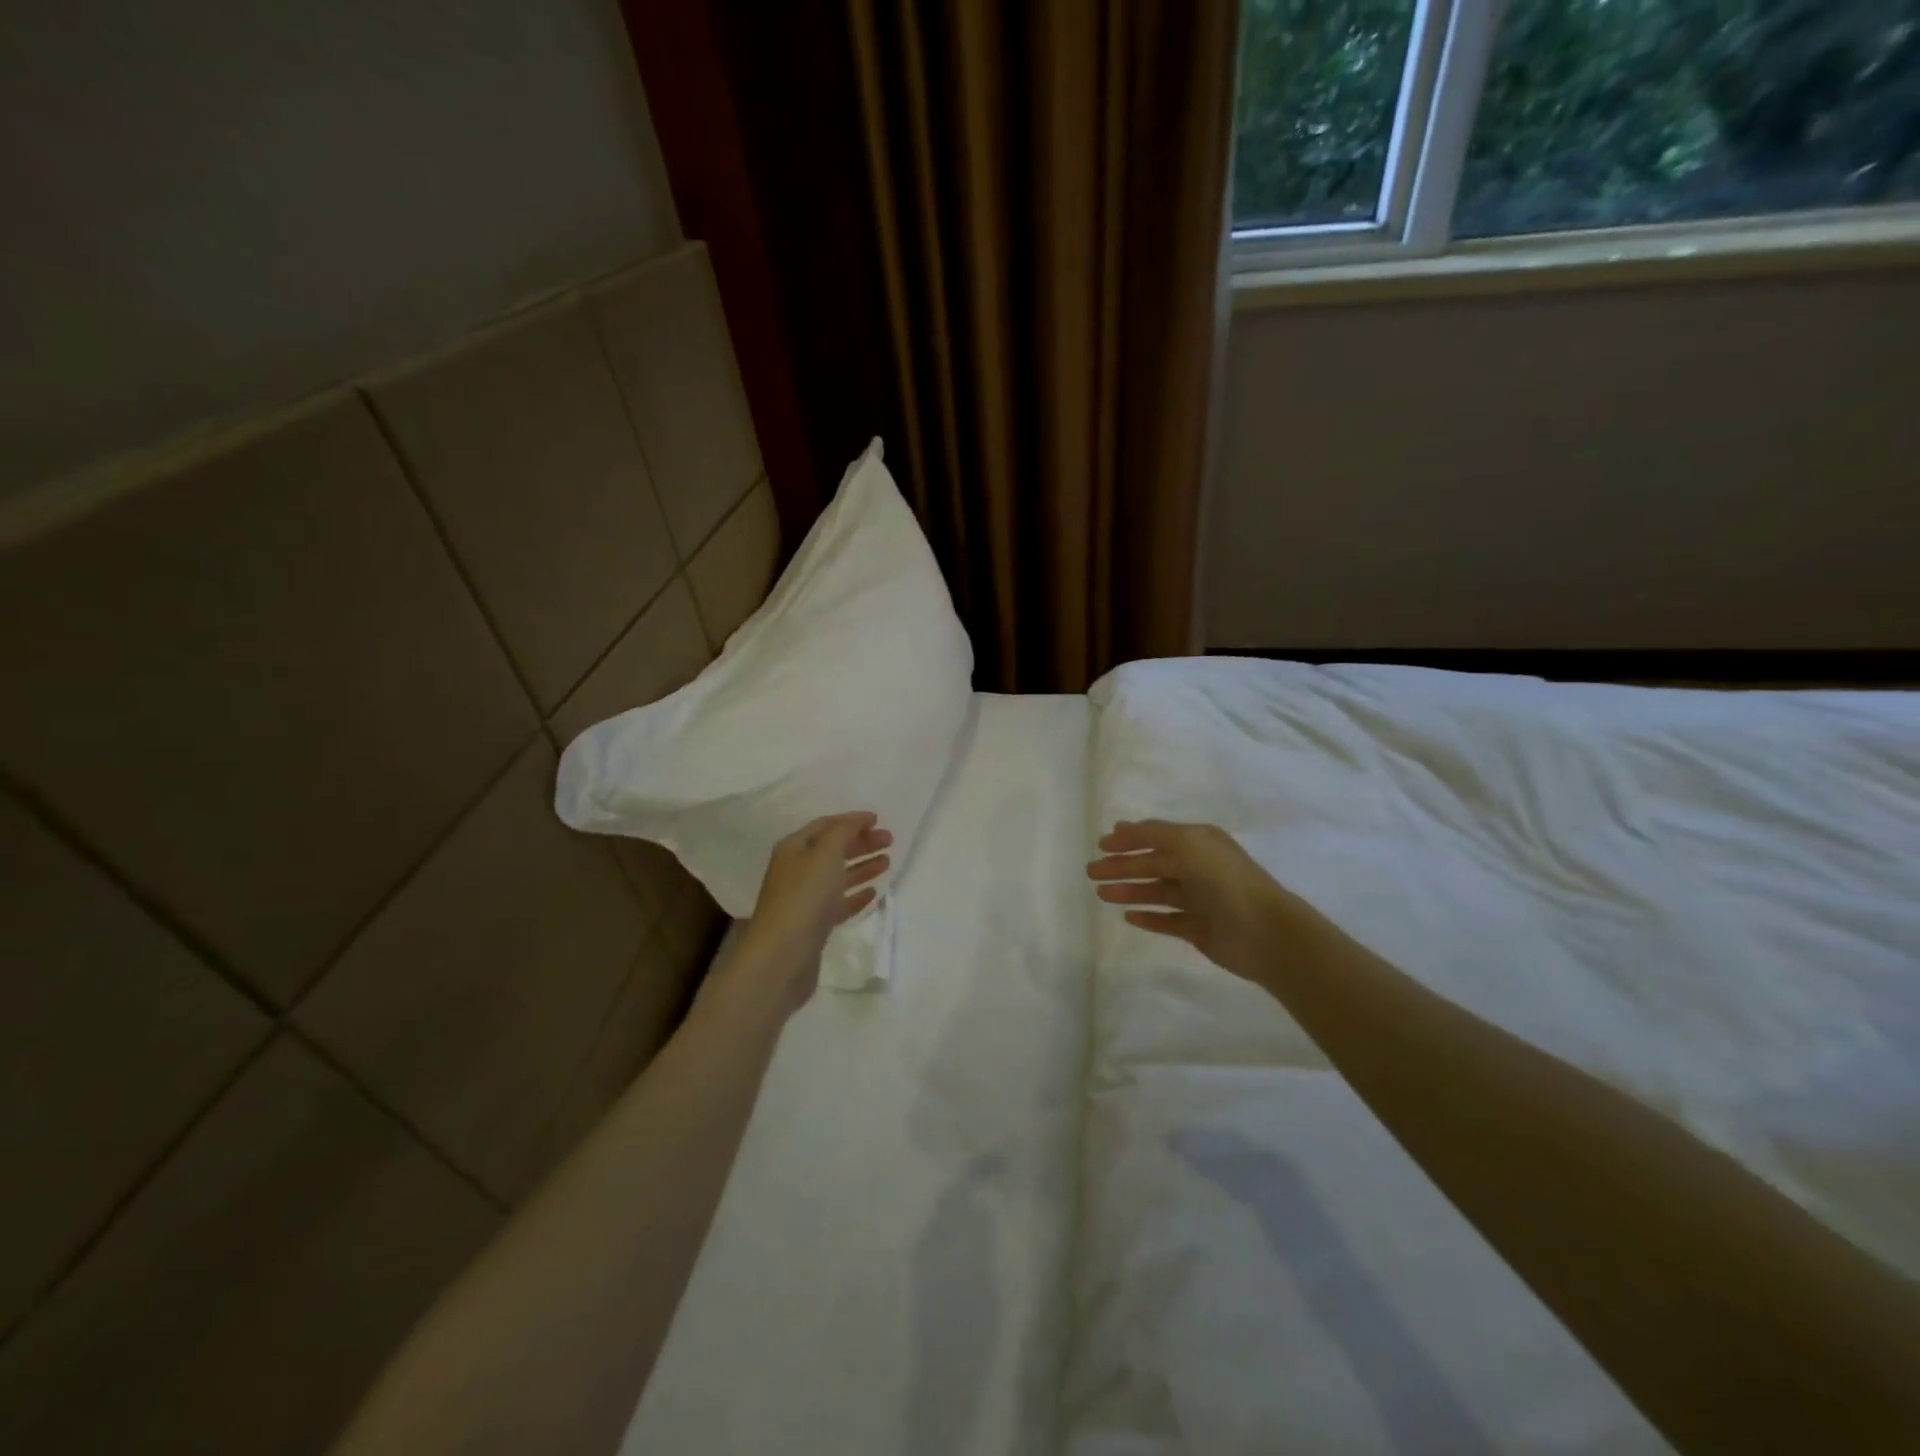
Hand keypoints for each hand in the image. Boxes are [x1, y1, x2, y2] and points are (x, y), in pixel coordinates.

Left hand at [732, 812, 891, 1013]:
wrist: (782, 957)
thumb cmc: (804, 898)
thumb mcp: (825, 854)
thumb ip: (843, 832)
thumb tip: (858, 821)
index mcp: (794, 849)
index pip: (825, 826)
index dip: (851, 820)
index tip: (878, 820)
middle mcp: (796, 870)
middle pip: (832, 850)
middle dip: (861, 843)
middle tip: (890, 841)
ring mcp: (804, 900)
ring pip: (837, 876)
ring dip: (861, 867)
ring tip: (887, 863)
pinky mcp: (813, 926)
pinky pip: (838, 903)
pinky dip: (855, 895)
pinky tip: (873, 894)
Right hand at [1087, 820, 1302, 982]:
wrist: (1262, 931)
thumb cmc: (1223, 880)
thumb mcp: (1187, 844)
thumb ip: (1152, 834)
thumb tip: (1121, 828)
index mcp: (1199, 842)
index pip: (1156, 836)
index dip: (1128, 839)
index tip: (1100, 844)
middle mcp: (1199, 868)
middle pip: (1152, 864)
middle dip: (1122, 866)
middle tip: (1091, 872)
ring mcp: (1199, 900)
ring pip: (1156, 892)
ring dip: (1129, 890)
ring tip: (1102, 894)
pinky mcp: (1199, 929)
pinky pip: (1167, 920)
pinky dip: (1148, 917)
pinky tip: (1128, 917)